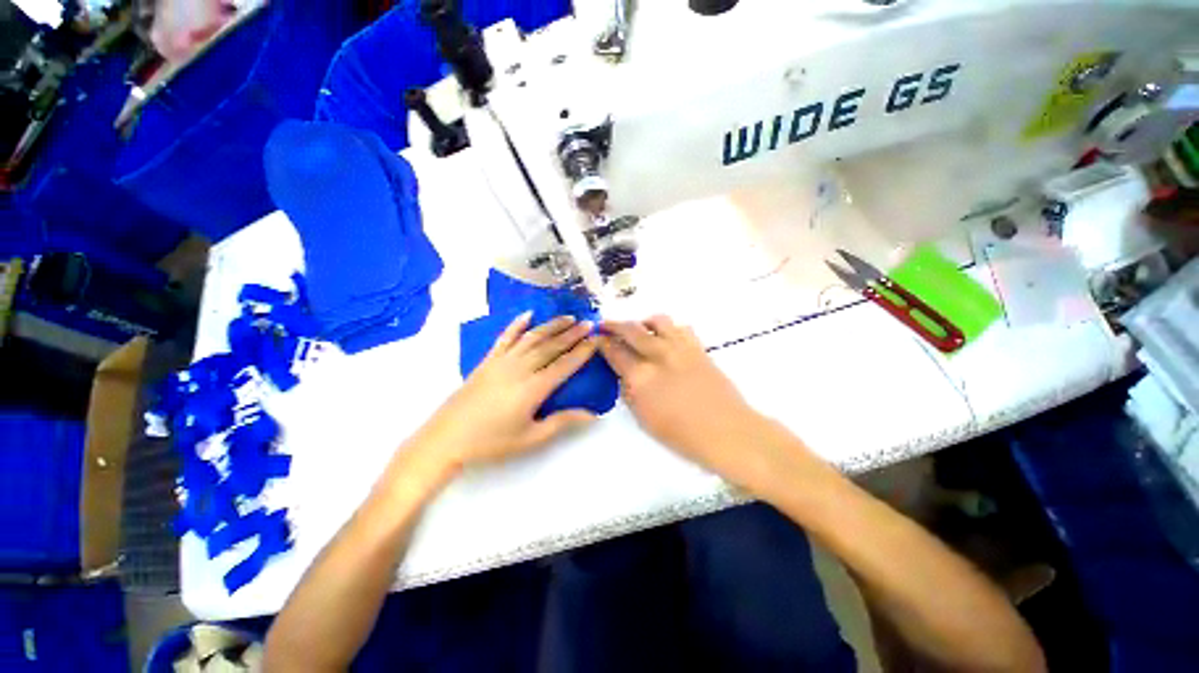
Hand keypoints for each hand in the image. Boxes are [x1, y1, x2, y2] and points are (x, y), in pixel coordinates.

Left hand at [411, 312, 597, 470]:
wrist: (446, 439)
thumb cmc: (491, 442)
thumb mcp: (531, 438)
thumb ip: (562, 422)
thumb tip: (593, 414)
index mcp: (533, 388)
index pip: (565, 364)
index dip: (582, 351)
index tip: (595, 338)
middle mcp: (520, 368)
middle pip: (551, 346)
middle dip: (572, 333)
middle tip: (588, 322)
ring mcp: (502, 361)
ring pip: (532, 337)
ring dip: (551, 326)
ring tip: (568, 317)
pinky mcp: (488, 360)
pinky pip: (505, 337)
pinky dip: (517, 324)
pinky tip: (528, 314)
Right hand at [598, 316, 779, 487]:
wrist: (728, 432)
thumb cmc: (683, 435)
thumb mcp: (645, 419)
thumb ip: (630, 392)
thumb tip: (624, 375)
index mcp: (641, 377)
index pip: (614, 351)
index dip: (602, 343)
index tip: (596, 339)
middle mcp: (659, 355)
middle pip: (631, 329)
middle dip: (614, 324)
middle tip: (606, 326)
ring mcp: (680, 347)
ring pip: (657, 320)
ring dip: (642, 322)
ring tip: (639, 330)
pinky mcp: (697, 347)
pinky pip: (680, 327)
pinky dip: (668, 328)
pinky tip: (666, 339)